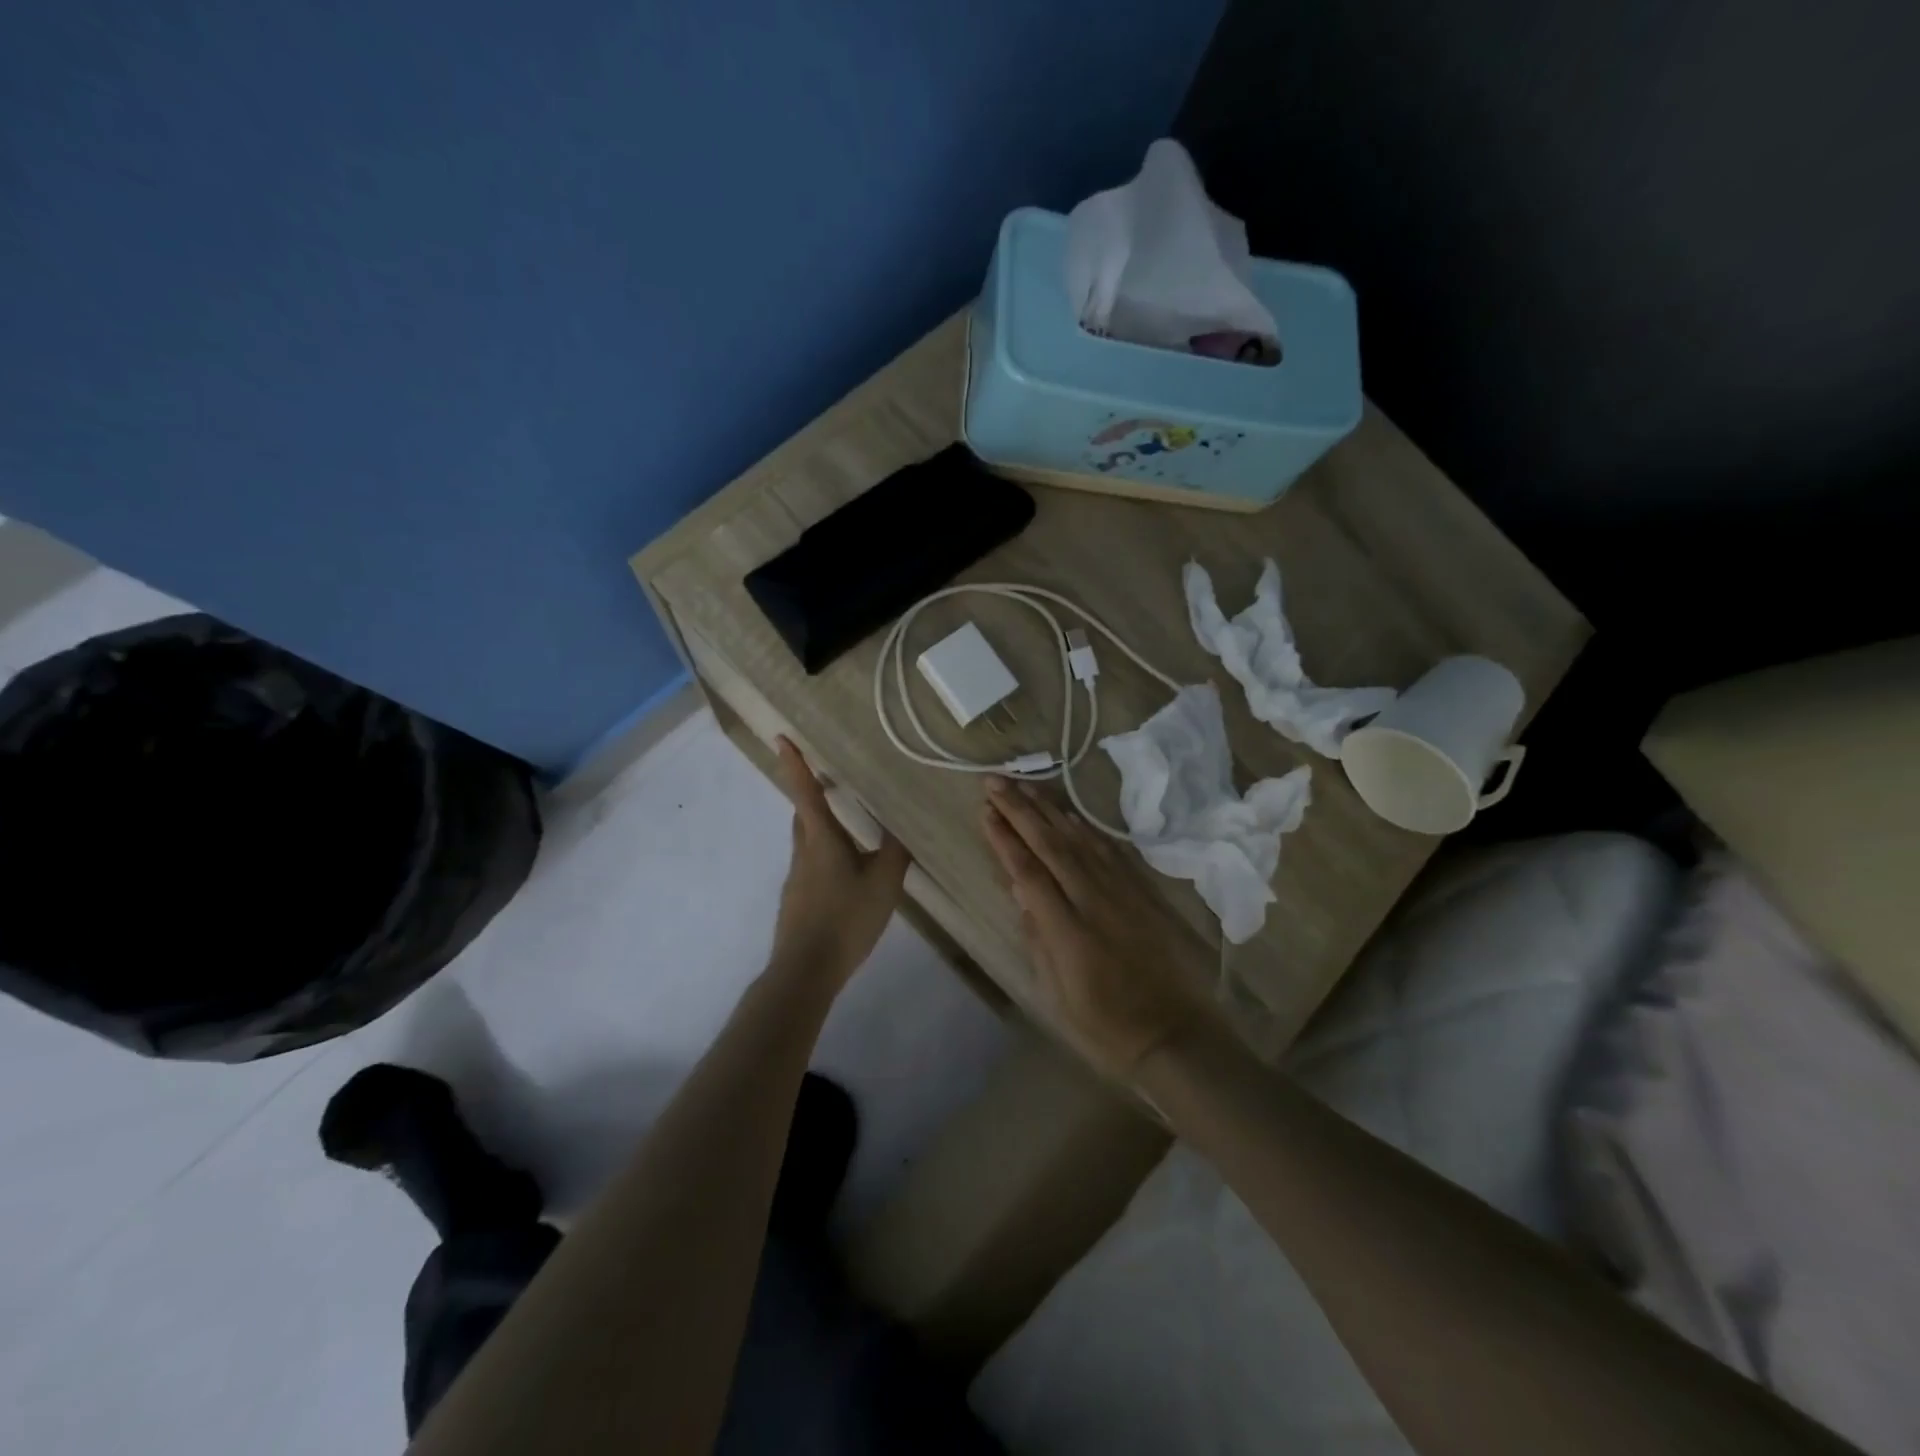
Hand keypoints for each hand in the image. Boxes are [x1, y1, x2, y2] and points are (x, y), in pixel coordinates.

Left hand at [768, 738, 910, 989]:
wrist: (806, 970)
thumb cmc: (846, 919)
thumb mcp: (885, 884)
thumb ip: (896, 853)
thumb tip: (903, 828)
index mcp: (822, 839)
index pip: (806, 792)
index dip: (795, 764)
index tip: (781, 738)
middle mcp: (804, 852)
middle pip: (804, 815)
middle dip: (813, 795)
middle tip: (833, 784)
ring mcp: (797, 877)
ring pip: (808, 841)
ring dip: (823, 829)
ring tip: (853, 837)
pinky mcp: (797, 900)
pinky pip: (812, 866)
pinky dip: (827, 859)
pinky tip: (849, 881)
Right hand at [981, 777, 1214, 1078]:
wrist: (1175, 1034)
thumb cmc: (1105, 1024)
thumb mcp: (1056, 992)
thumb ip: (1037, 937)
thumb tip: (1020, 890)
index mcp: (1067, 929)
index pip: (1028, 870)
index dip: (1005, 838)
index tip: (985, 811)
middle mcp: (1093, 900)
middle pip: (1051, 844)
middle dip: (1019, 809)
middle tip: (994, 781)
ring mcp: (1122, 892)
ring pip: (1079, 839)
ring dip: (1049, 809)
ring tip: (1025, 785)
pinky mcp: (1142, 892)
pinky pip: (1109, 850)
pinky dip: (1085, 829)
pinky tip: (1069, 816)